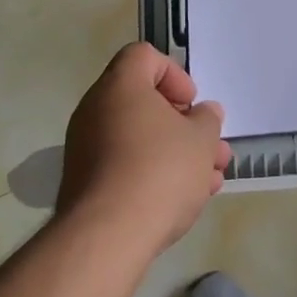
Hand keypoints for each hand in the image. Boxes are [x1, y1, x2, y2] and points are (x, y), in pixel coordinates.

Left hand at [59, 42, 231, 258]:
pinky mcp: (84, 186)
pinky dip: (152, 175)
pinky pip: (124, 167)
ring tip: (211, 181)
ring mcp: (86, 150)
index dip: (174, 74)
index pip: (144, 56)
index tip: (191, 104)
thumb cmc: (159, 171)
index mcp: (120, 86)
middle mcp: (96, 110)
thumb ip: (207, 120)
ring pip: (139, 139)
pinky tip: (185, 201)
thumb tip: (204, 113)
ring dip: (176, 154)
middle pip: (145, 103)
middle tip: (211, 148)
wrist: (106, 239)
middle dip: (184, 126)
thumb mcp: (201, 139)